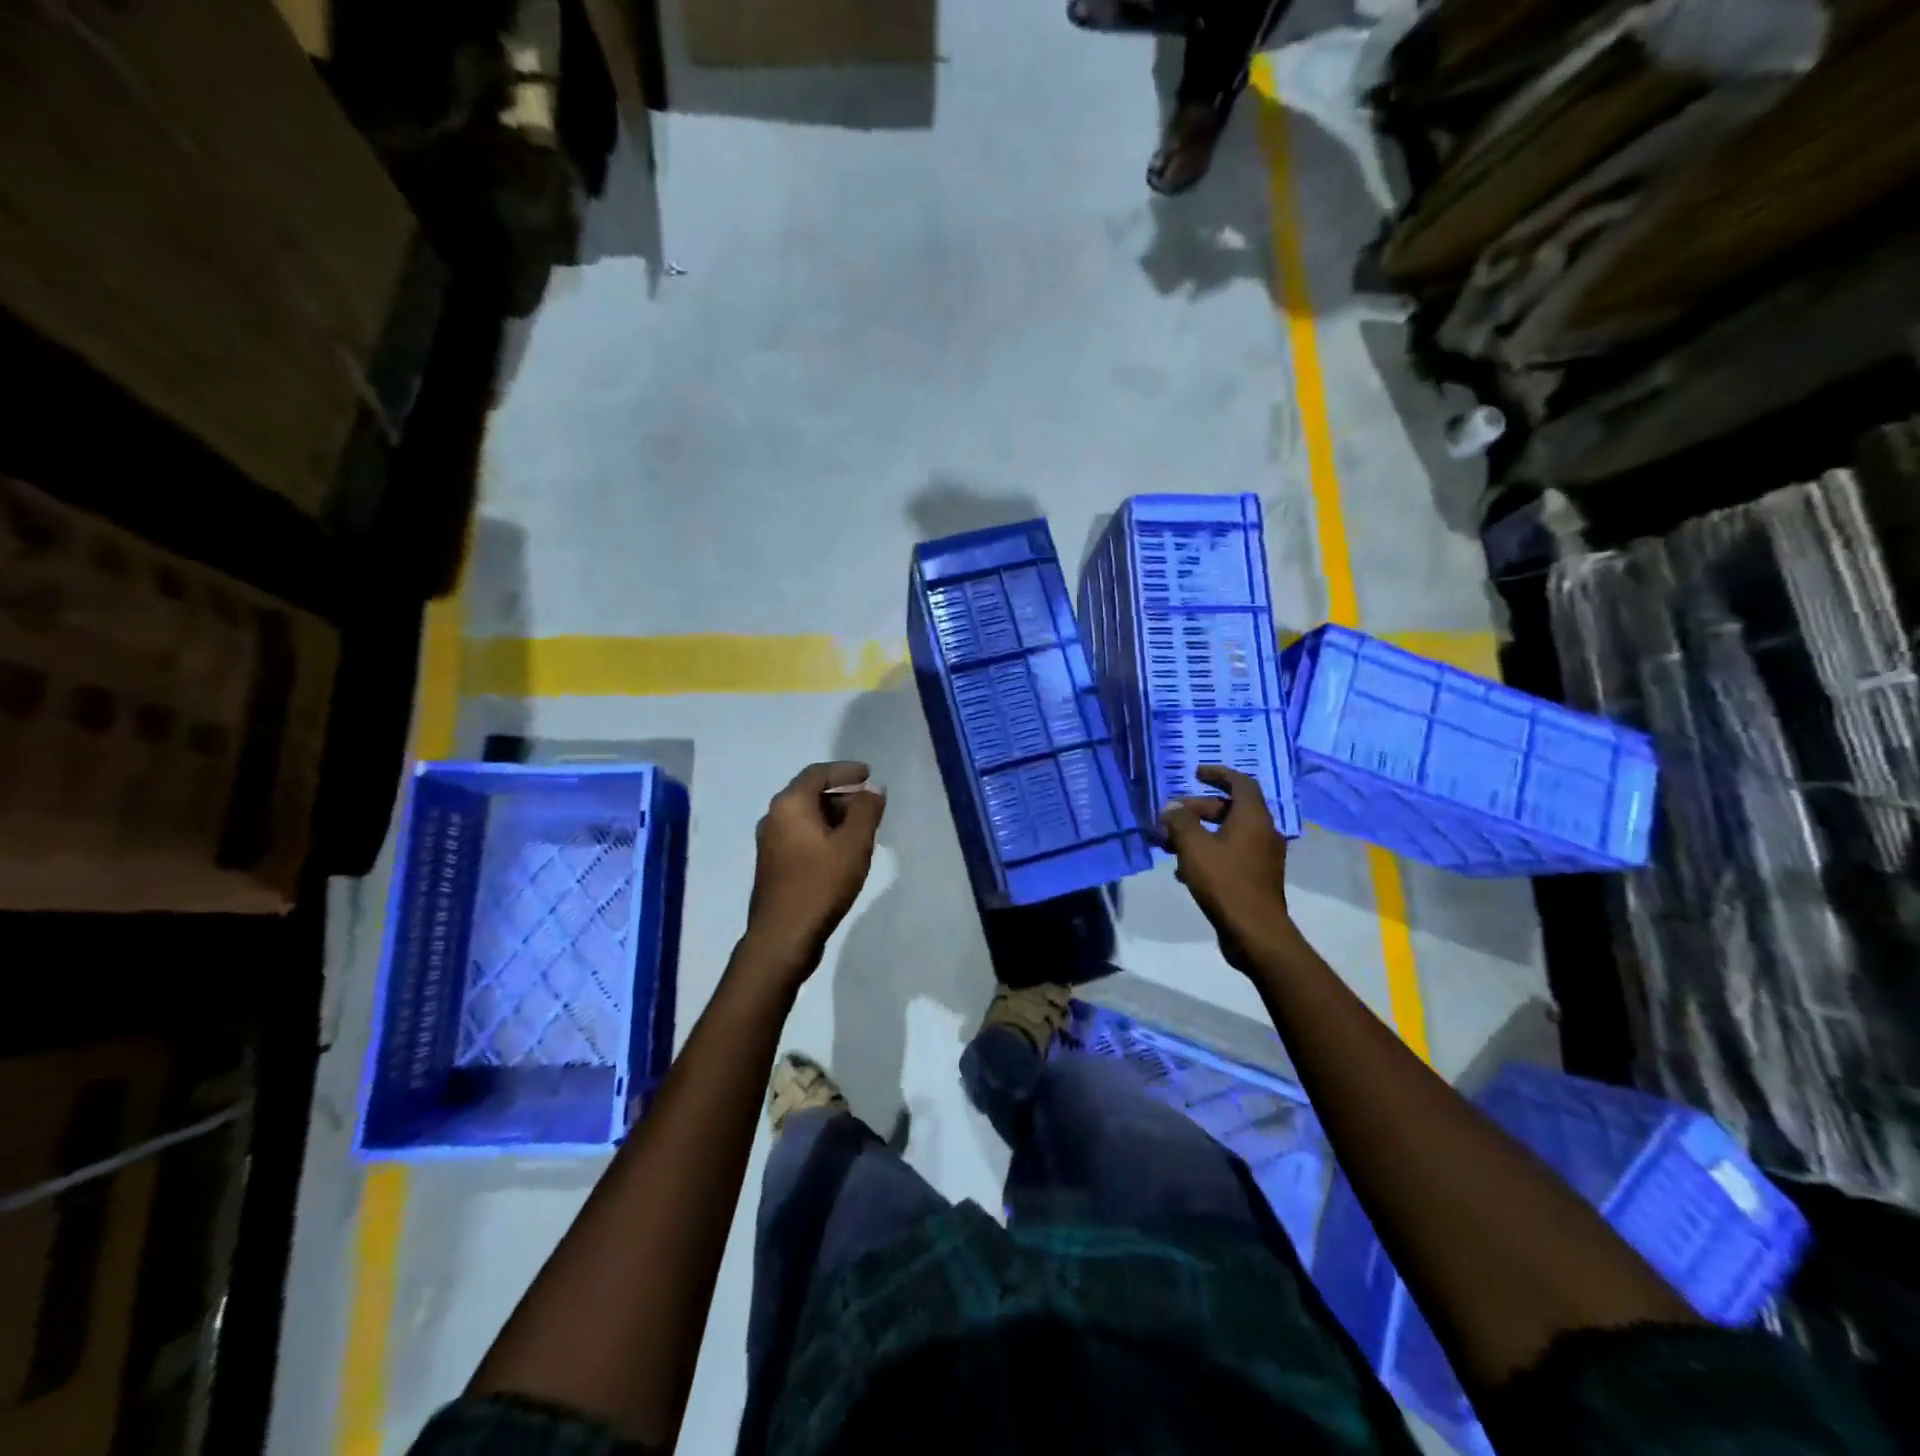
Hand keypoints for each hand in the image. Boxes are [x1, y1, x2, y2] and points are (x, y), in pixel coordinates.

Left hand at [743, 761, 885, 977]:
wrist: (782, 937)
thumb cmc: (820, 884)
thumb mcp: (854, 844)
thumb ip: (866, 811)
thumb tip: (873, 790)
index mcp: (789, 805)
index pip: (818, 774)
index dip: (845, 771)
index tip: (869, 774)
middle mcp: (774, 818)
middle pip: (810, 794)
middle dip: (843, 795)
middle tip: (871, 806)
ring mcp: (770, 844)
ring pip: (807, 818)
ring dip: (835, 817)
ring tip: (863, 830)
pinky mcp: (774, 866)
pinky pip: (802, 837)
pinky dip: (824, 835)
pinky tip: (844, 852)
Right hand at [1158, 765, 1295, 971]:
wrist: (1254, 932)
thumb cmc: (1225, 882)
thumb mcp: (1194, 847)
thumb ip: (1180, 822)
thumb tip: (1171, 808)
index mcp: (1253, 818)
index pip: (1241, 783)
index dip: (1218, 774)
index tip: (1196, 773)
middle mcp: (1263, 832)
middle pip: (1230, 809)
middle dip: (1198, 809)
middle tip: (1171, 816)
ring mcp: (1262, 857)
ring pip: (1227, 834)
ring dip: (1198, 833)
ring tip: (1168, 844)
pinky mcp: (1255, 878)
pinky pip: (1230, 854)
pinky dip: (1208, 853)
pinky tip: (1183, 870)